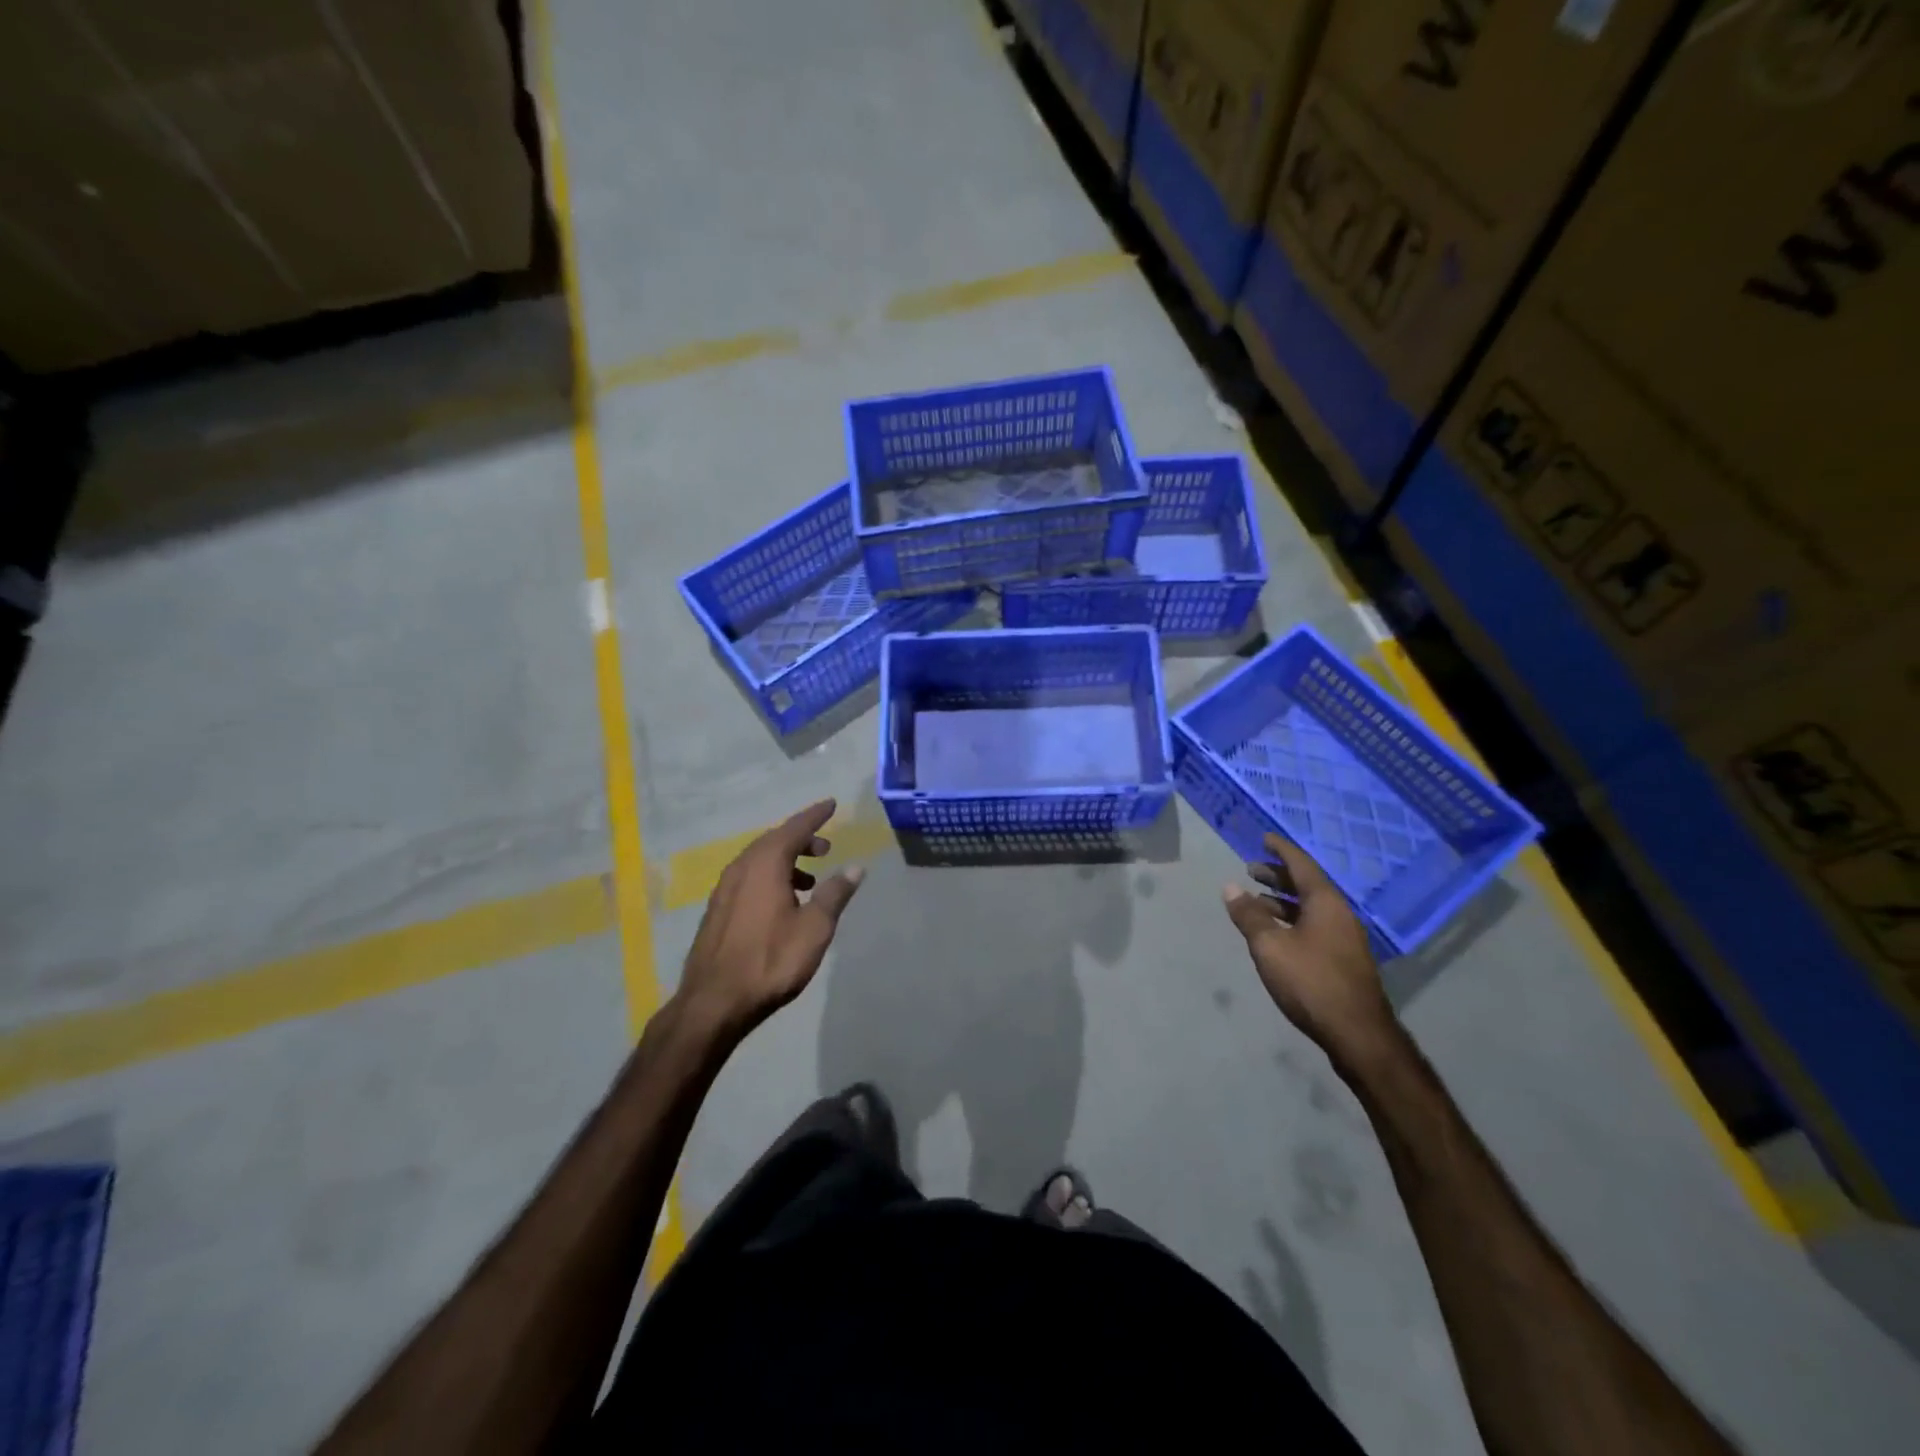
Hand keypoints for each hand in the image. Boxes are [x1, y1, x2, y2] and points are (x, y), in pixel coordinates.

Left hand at [678, 799, 863, 1039]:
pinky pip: (749, 877)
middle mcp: (741, 868)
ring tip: (809, 879)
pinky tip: (782, 901)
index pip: (794, 828)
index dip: (814, 816)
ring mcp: (724, 889)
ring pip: (759, 860)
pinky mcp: (717, 909)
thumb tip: (855, 867)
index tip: (831, 804)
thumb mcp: (814, 928)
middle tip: (826, 847)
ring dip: (786, 860)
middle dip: (801, 839)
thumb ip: (834, 894)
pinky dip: (770, 876)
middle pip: (774, 841)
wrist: (714, 1002)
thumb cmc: (770, 961)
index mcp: (765, 865)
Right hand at [1223, 833, 1395, 1067]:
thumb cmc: (1311, 982)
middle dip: (1278, 875)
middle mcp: (1339, 914)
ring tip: (1256, 901)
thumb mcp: (1270, 946)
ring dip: (1283, 900)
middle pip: (1307, 885)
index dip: (1281, 850)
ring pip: (1310, 908)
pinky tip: (1276, 933)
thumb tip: (1230, 887)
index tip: (1265, 838)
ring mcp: (1345, 938)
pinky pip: (1314, 925)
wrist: (1358, 1034)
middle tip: (1251, 869)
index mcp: (1325, 903)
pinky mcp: (1344, 960)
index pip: (1301, 865)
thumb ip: (1249, 915)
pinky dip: (1292, 920)